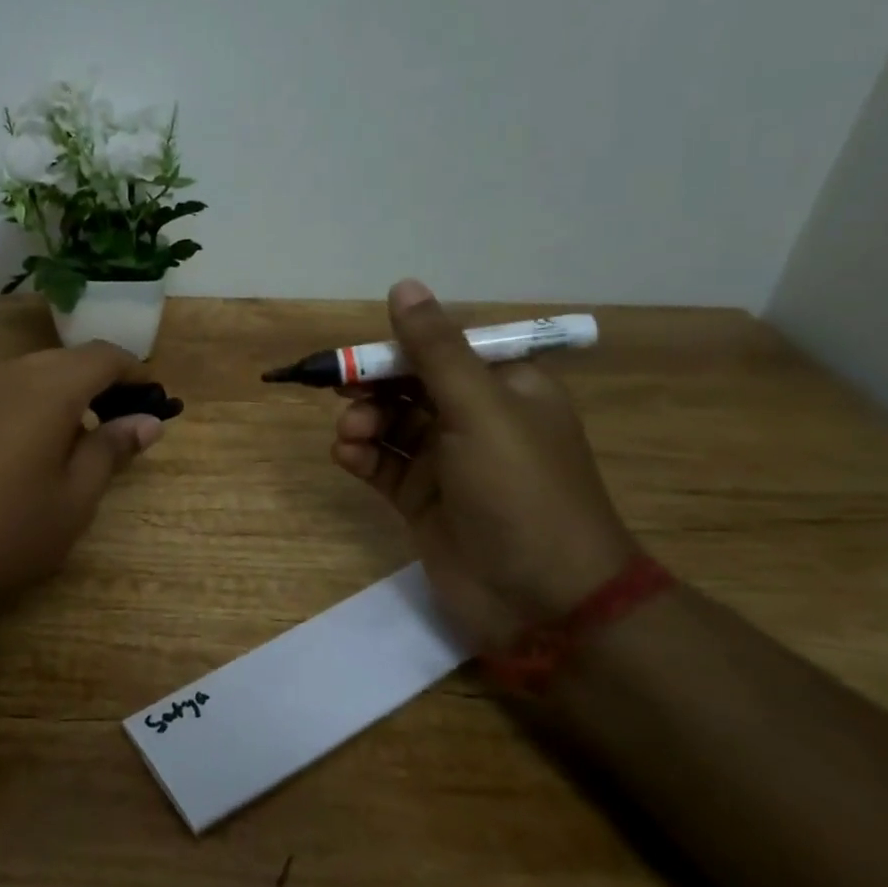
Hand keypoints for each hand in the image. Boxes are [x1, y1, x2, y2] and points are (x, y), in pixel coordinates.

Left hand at [0, 341, 165, 621]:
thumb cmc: (9, 534)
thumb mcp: (75, 498)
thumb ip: (111, 449)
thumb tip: (147, 421)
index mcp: (47, 389)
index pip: (102, 356)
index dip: (133, 371)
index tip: (150, 397)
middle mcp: (6, 376)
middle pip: (63, 360)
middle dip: (96, 382)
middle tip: (114, 422)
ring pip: (25, 374)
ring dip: (57, 393)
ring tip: (68, 440)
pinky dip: (20, 406)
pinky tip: (17, 451)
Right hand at [332, 281, 638, 646]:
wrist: (543, 600)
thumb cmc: (519, 491)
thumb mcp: (479, 410)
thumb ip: (435, 350)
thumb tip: (403, 285)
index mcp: (505, 388)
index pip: (442, 350)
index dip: (398, 349)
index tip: (360, 358)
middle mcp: (475, 420)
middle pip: (409, 386)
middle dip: (374, 388)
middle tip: (344, 394)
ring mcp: (447, 464)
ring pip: (390, 425)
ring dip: (363, 422)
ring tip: (351, 437)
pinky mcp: (423, 501)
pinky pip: (382, 465)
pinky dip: (361, 456)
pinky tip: (347, 457)